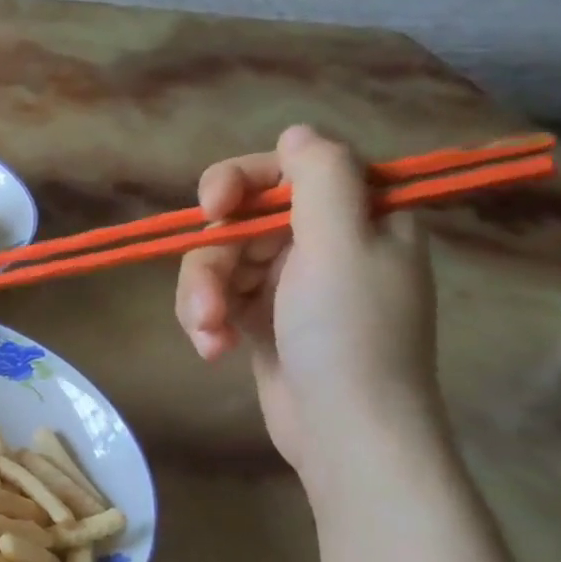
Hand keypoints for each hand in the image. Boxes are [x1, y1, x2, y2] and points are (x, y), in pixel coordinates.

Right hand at [174, 126, 439, 477]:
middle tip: (208, 303)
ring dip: (203, 299)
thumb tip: (297, 130)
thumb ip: (321, 178)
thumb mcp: (341, 245)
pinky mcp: (261, 319)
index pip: (288, 170)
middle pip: (240, 222)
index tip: (214, 209)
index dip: (242, 181)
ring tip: (209, 337)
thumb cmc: (349, 334)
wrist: (345, 431)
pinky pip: (217, 299)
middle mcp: (323, 242)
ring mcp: (289, 283)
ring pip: (219, 263)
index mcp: (357, 216)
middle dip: (214, 262)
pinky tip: (214, 351)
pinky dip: (207, 322)